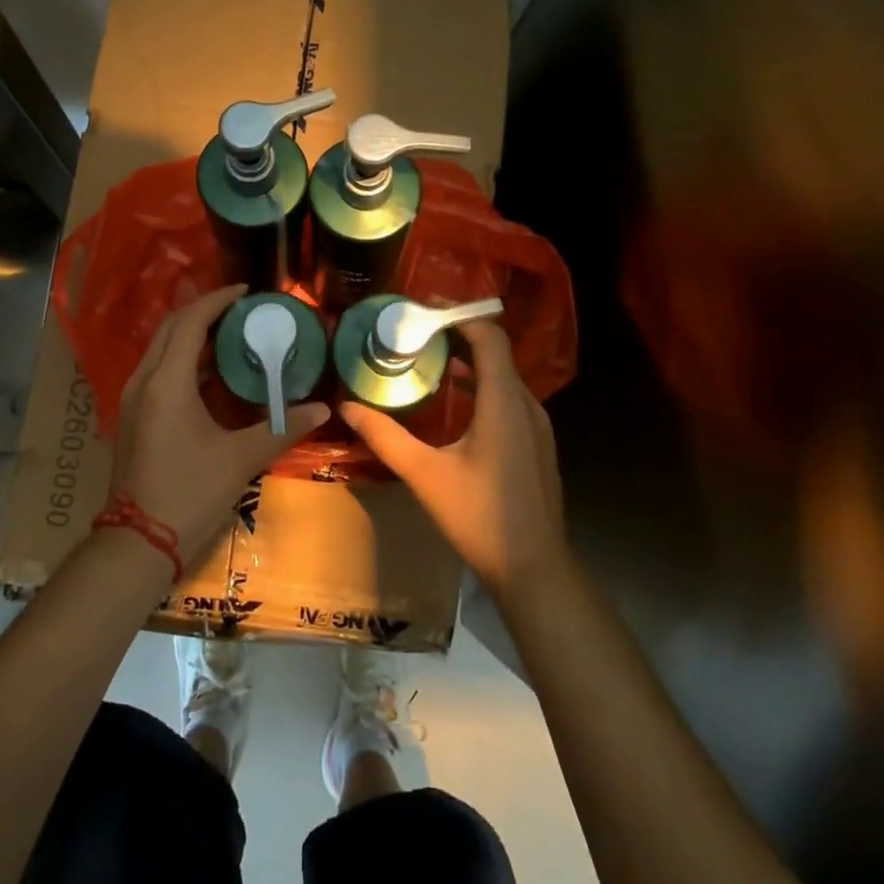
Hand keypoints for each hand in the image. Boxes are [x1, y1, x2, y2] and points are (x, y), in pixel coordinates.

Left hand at [110, 284, 329, 562]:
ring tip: (230, 333)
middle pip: (170, 328)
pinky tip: (210, 372)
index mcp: (167, 383)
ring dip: (191, 334)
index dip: (217, 301)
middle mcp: (143, 381)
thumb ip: (282, 428)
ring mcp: (133, 399)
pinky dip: (183, 359)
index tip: (246, 292)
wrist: (139, 542)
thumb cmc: (190, 494)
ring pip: (160, 348)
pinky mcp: (133, 416)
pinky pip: (157, 370)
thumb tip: (324, 409)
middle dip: (203, 311)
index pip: (190, 323)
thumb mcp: (241, 459)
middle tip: (240, 309)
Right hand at [341, 321, 565, 599]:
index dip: (459, 318)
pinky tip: (454, 407)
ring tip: (428, 364)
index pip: (489, 338)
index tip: (422, 314)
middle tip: (415, 339)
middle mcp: (526, 406)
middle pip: (496, 354)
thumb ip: (385, 437)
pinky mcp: (537, 445)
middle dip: (457, 339)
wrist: (535, 569)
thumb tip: (346, 406)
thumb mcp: (425, 475)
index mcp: (504, 403)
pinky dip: (481, 388)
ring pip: (503, 378)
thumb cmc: (480, 517)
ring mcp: (537, 426)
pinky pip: (509, 399)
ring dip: (469, 365)